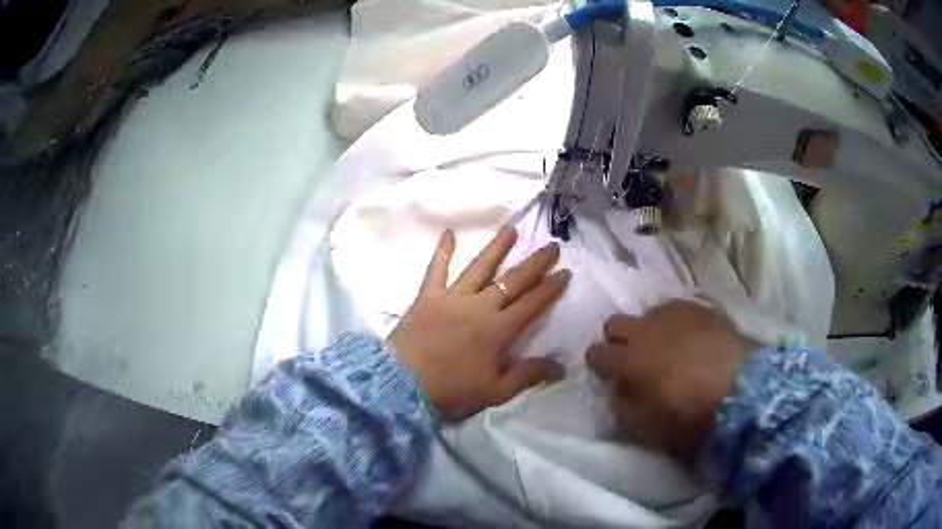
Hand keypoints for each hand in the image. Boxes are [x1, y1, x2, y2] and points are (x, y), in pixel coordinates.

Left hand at [389, 227, 569, 420]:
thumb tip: (561, 366)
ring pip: (480, 267)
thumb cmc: (451, 390)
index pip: (532, 304)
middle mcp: (479, 306)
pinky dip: (442, 251)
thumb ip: (528, 375)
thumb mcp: (495, 391)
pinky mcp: (427, 296)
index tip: (565, 272)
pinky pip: (436, 269)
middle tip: (552, 245)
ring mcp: (452, 297)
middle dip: (535, 262)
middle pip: (513, 280)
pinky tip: (448, 233)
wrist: (403, 385)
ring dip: (497, 247)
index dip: (551, 288)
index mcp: (499, 330)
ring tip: (512, 230)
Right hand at [586, 300, 750, 461]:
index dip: (598, 363)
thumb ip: (625, 403)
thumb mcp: (648, 425)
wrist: (743, 390)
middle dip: (618, 339)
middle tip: (633, 357)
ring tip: (668, 347)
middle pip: (615, 322)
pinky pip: (677, 309)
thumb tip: (617, 387)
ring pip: (648, 313)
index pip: (596, 353)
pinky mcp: (700, 308)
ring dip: (650, 329)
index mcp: (629, 361)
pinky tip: (691, 338)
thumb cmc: (691, 417)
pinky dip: (676, 323)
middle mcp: (646, 330)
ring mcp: (674, 314)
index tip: (606, 373)